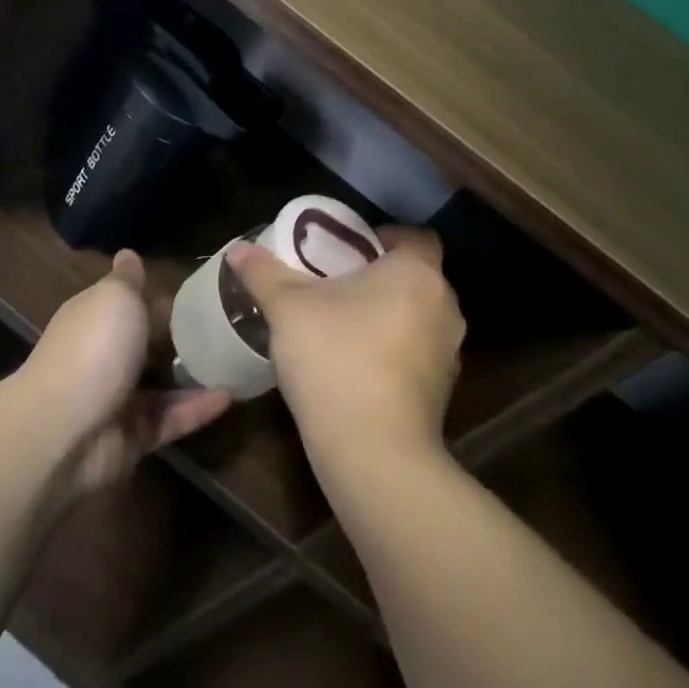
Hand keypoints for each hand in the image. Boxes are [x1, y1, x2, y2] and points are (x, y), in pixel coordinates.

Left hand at [22, 250, 230, 496]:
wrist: (63, 431)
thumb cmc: (93, 349)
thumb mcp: (114, 298)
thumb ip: (128, 279)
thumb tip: (128, 253)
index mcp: (94, 319)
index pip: (128, 303)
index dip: (159, 297)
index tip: (201, 292)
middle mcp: (103, 356)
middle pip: (146, 344)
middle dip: (181, 337)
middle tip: (229, 326)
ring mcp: (117, 400)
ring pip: (162, 385)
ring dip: (195, 375)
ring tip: (237, 360)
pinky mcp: (133, 437)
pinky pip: (171, 419)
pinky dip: (197, 409)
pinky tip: (230, 395)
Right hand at [227, 226, 464, 468]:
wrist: (373, 451)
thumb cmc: (335, 359)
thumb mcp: (287, 309)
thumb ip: (264, 273)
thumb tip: (239, 249)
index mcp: (416, 273)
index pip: (415, 236)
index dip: (384, 237)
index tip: (347, 251)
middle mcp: (444, 305)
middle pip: (416, 276)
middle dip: (380, 277)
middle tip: (336, 285)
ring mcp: (449, 351)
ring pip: (418, 315)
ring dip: (388, 315)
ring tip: (343, 325)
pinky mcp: (444, 389)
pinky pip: (418, 352)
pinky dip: (394, 349)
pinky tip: (357, 365)